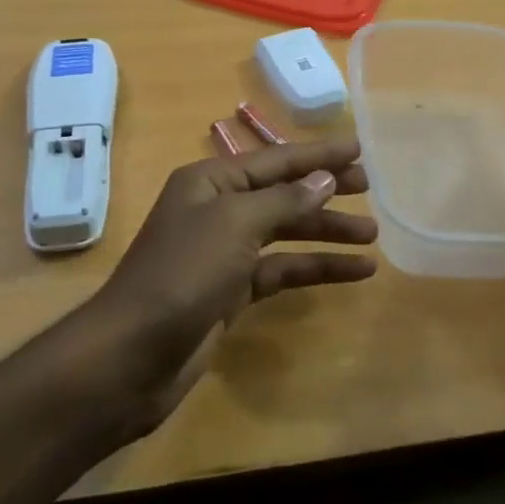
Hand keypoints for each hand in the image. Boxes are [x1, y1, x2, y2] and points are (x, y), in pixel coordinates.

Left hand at [90, 138, 377, 424]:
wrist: (131, 356)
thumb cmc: (182, 274)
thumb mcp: (235, 225)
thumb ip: (284, 200)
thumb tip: (324, 178)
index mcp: (210, 182)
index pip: (275, 160)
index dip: (318, 154)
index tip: (359, 148)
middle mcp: (217, 210)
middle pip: (282, 193)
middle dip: (325, 190)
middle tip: (370, 188)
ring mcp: (224, 253)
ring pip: (286, 233)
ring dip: (326, 233)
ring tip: (372, 236)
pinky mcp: (232, 292)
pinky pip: (281, 270)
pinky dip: (315, 269)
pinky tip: (353, 272)